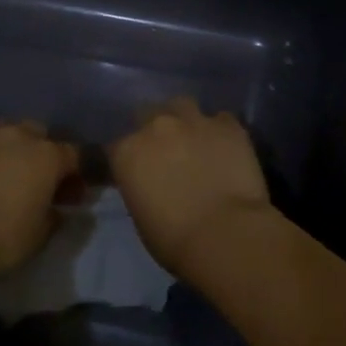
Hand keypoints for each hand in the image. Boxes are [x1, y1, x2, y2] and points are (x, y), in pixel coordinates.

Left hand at [0, 122, 77, 283]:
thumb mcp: (40, 235)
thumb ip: (54, 215)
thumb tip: (56, 209)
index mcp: (46, 155)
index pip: (74, 155)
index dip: (76, 175)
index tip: (71, 196)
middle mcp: (15, 135)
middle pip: (38, 134)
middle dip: (41, 154)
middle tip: (36, 181)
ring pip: (3, 134)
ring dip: (9, 151)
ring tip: (1, 177)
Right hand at [109, 97, 274, 278]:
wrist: (226, 234)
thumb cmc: (174, 239)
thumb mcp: (141, 216)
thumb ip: (141, 186)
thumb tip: (151, 182)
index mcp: (128, 151)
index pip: (117, 146)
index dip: (128, 157)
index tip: (136, 170)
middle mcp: (157, 126)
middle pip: (147, 114)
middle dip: (154, 129)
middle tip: (167, 152)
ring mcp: (194, 121)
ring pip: (183, 105)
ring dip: (184, 120)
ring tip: (195, 140)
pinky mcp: (229, 125)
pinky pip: (221, 119)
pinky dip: (219, 131)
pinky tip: (226, 148)